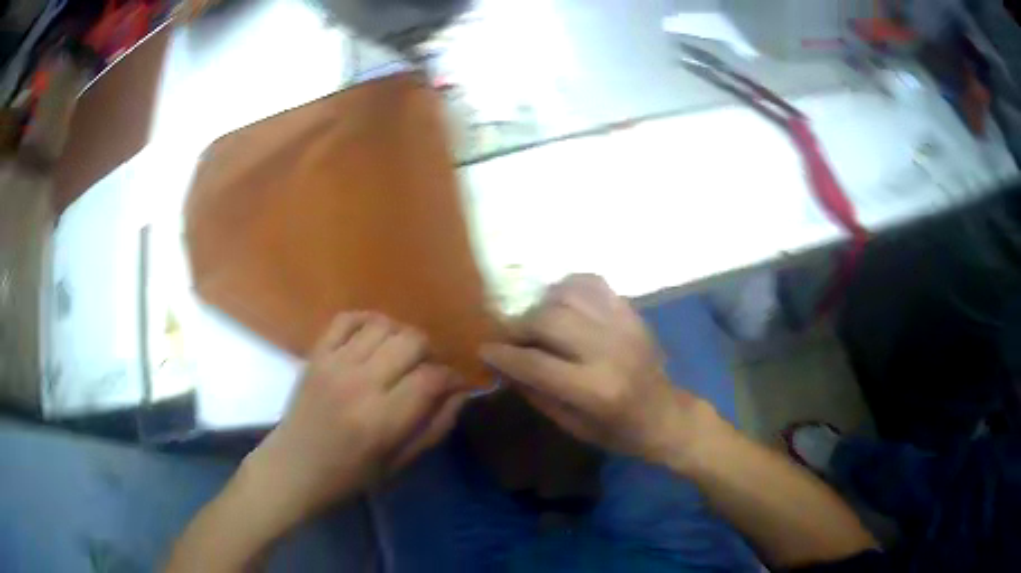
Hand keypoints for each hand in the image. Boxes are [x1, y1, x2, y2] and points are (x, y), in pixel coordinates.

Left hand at [244, 312, 467, 524]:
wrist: (294, 467)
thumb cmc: (349, 475)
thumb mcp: (399, 463)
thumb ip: (434, 428)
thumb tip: (461, 393)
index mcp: (382, 420)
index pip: (431, 378)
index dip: (452, 376)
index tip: (456, 383)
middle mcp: (359, 384)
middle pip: (411, 341)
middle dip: (430, 352)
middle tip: (428, 369)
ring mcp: (334, 364)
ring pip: (383, 325)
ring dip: (401, 336)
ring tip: (401, 356)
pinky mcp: (316, 354)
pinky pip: (347, 318)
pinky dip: (368, 321)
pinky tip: (374, 338)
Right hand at [481, 275, 714, 465]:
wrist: (667, 414)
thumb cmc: (618, 431)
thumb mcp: (573, 426)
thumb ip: (536, 393)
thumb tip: (503, 365)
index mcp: (594, 390)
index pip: (535, 363)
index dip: (503, 355)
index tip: (484, 349)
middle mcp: (609, 351)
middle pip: (549, 319)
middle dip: (519, 326)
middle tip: (510, 337)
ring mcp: (623, 326)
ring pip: (567, 294)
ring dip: (542, 304)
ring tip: (537, 321)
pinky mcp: (631, 313)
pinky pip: (593, 284)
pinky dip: (569, 287)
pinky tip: (561, 302)